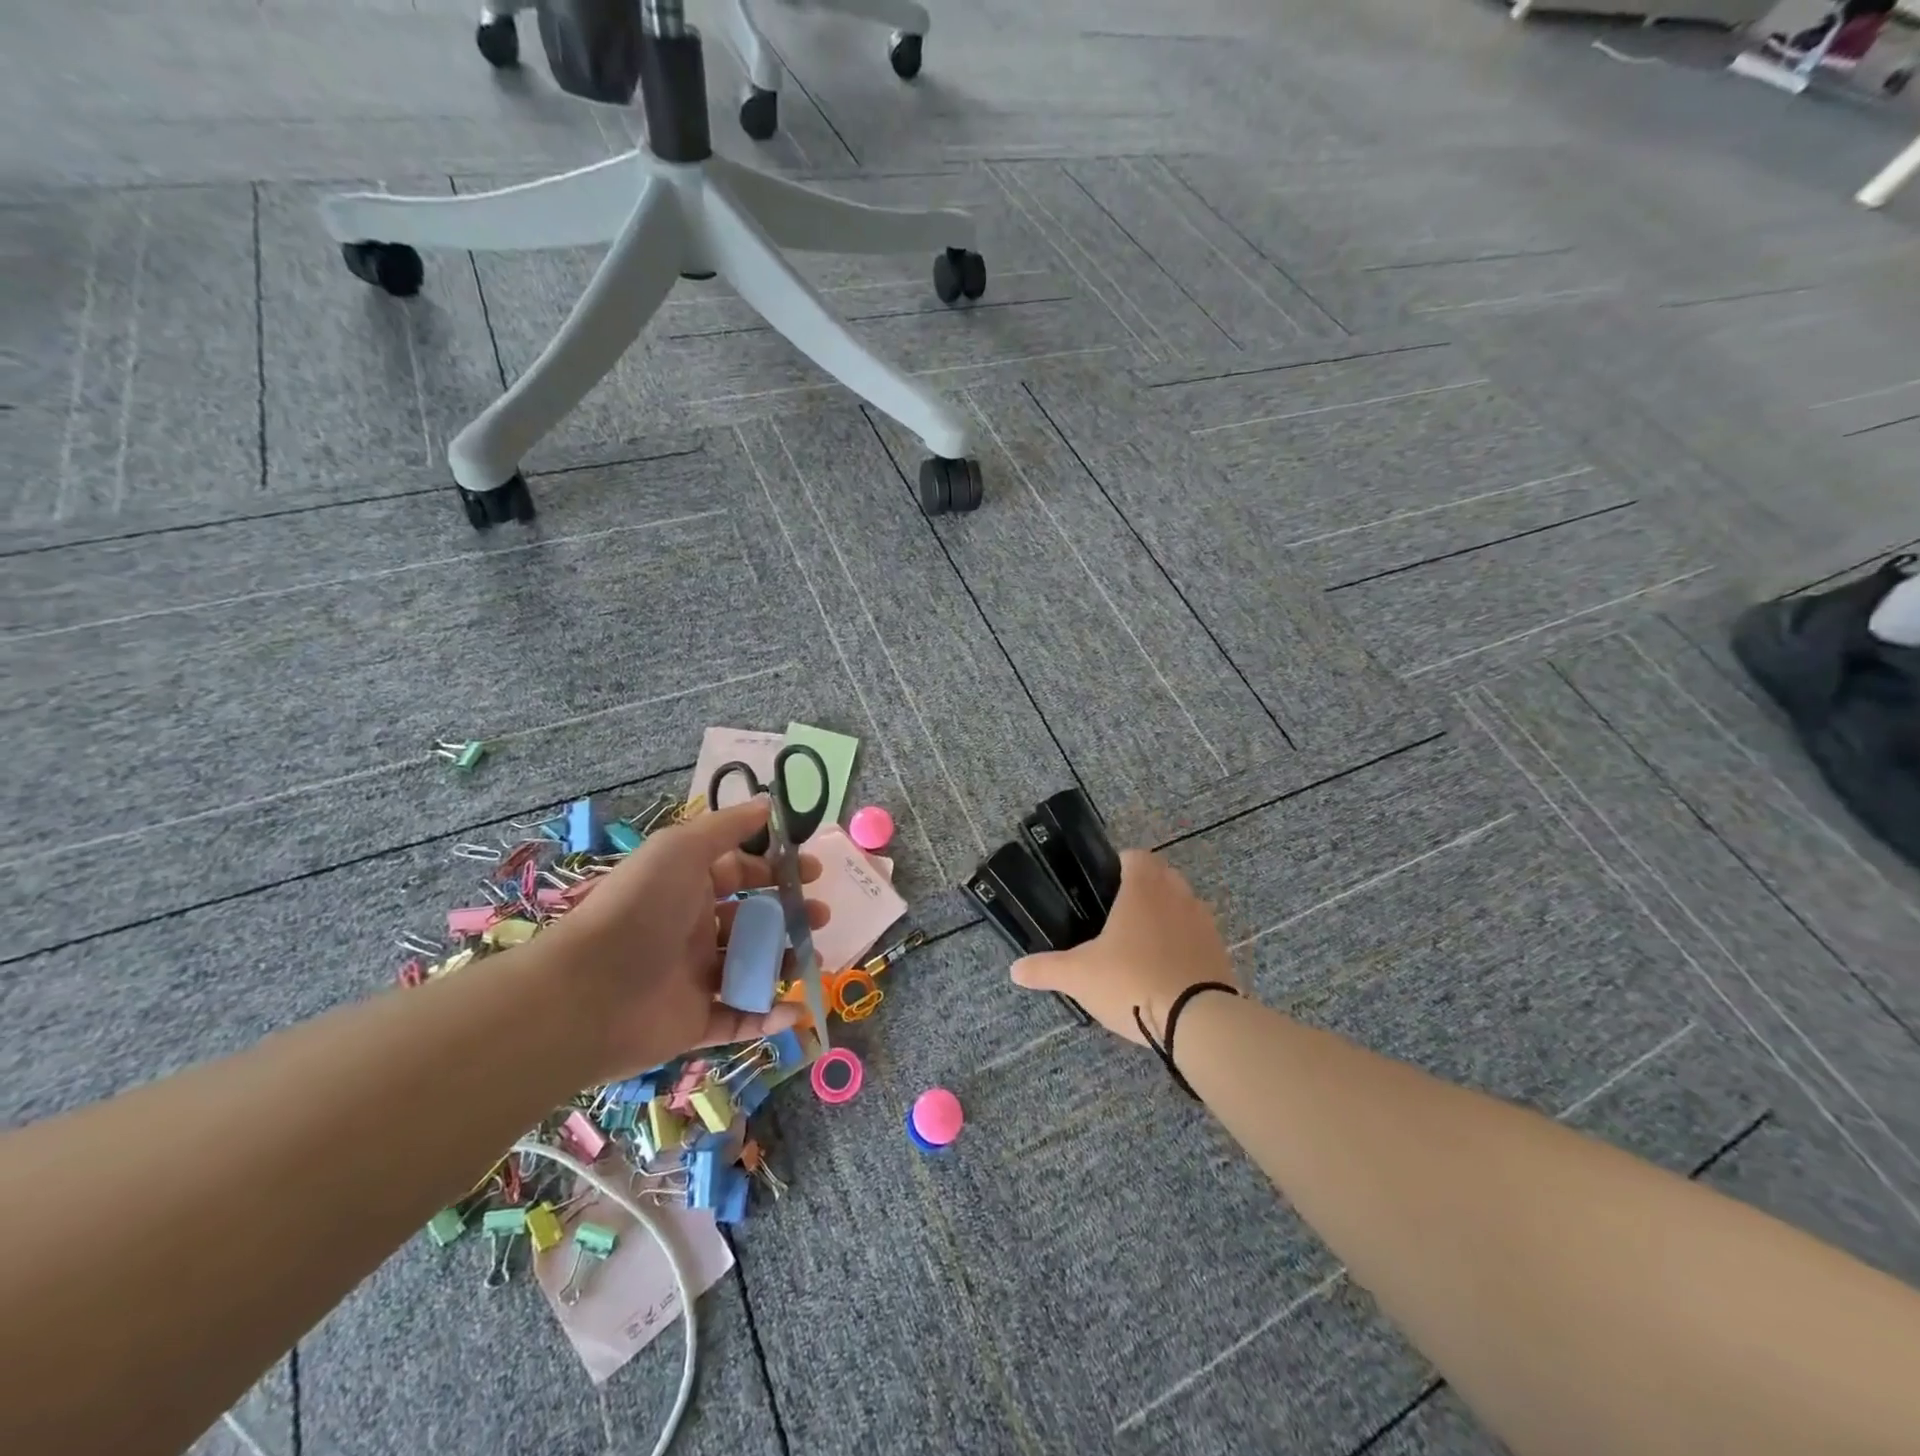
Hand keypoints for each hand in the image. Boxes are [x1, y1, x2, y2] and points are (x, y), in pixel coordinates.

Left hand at [532, 797, 827, 1080]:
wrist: (586, 992)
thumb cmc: (639, 908)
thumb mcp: (682, 848)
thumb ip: (728, 826)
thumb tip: (768, 802)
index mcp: (687, 888)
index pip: (739, 874)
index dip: (775, 871)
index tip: (812, 872)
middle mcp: (691, 930)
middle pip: (751, 921)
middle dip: (790, 916)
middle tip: (820, 917)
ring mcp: (693, 978)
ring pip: (751, 969)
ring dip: (786, 963)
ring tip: (814, 960)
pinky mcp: (693, 1023)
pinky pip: (739, 1019)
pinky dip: (769, 1017)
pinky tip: (797, 1008)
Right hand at [1009, 850, 1234, 1042]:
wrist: (1199, 1022)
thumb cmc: (1132, 981)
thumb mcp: (1079, 976)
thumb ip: (1046, 969)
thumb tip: (1015, 970)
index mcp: (1144, 888)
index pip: (1135, 856)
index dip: (1119, 865)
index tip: (1102, 887)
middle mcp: (1178, 895)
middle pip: (1162, 876)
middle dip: (1143, 889)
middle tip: (1117, 918)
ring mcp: (1204, 923)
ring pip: (1183, 905)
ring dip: (1166, 916)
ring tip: (1141, 946)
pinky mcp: (1221, 952)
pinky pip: (1198, 936)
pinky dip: (1183, 945)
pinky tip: (1165, 971)